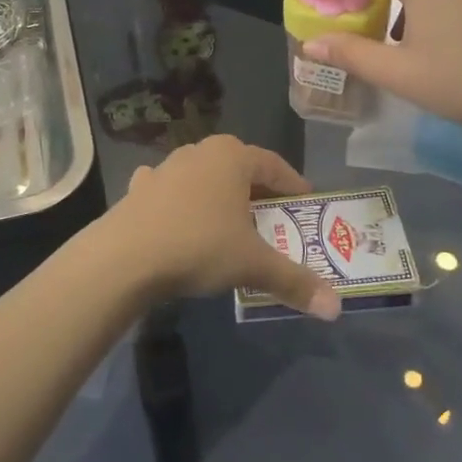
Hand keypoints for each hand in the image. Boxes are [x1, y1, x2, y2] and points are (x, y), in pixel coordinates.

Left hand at [106, 136, 340, 320]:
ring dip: (219, 196)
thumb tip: (336, 308)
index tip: (306, 204)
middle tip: (273, 220)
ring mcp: (165, 167)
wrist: (125, 256)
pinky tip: (181, 220)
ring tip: (229, 225)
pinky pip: (170, 190)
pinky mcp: (139, 187)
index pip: (274, 165)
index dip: (293, 185)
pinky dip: (181, 203)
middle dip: (257, 193)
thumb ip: (295, 281)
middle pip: (239, 169)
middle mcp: (199, 152)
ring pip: (204, 178)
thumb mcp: (252, 265)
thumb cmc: (199, 246)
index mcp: (232, 156)